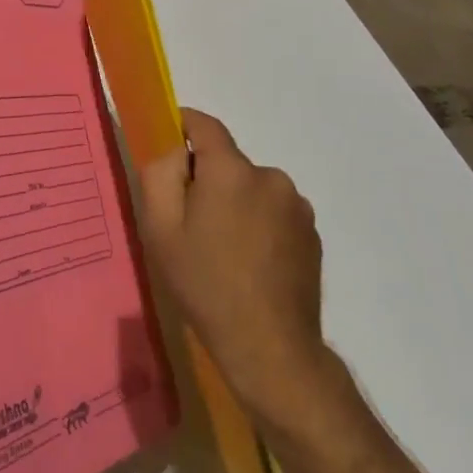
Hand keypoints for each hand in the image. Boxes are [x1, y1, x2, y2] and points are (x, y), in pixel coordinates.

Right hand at [136, 109, 334, 434]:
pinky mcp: (313, 234)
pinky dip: (258, 224)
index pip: (204, 124)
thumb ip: (159, 173)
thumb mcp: (159, 227)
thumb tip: (173, 148)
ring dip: (235, 202)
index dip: (181, 126)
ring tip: (222, 248)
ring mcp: (297, 206)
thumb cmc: (204, 283)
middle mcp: (270, 177)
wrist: (270, 347)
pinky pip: (273, 212)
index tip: (166, 145)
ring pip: (251, 187)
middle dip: (206, 178)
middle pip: (227, 161)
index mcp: (231, 170)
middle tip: (189, 220)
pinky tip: (249, 262)